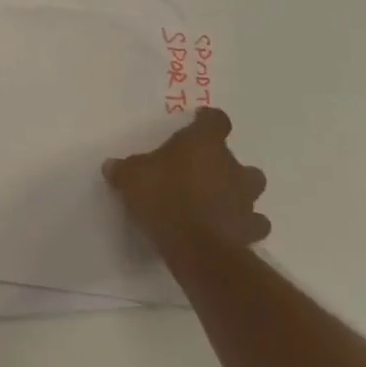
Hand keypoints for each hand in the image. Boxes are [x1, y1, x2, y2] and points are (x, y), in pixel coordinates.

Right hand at [104, 108, 269, 254]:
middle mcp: (231, 167)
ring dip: (237, 193)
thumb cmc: (163, 197)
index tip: (197, 122)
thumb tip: (113, 166)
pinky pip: (252, 223)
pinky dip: (242, 224)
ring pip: (250, 189)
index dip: (207, 120)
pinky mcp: (250, 230)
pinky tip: (225, 228)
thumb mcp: (130, 178)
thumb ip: (124, 169)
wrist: (195, 246)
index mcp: (204, 144)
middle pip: (236, 159)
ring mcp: (245, 199)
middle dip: (222, 165)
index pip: (216, 121)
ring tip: (215, 201)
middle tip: (199, 172)